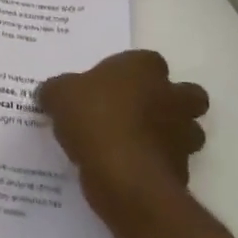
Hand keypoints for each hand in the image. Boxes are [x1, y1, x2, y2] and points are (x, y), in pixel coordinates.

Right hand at [37, 51, 207, 224]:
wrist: (123, 176)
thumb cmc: (94, 119)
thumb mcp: (59, 96)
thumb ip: (56, 90)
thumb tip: (49, 93)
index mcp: (144, 69)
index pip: (148, 61)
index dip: (132, 73)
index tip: (111, 86)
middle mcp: (171, 96)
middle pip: (186, 94)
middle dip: (170, 102)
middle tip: (137, 112)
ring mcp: (182, 135)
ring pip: (188, 131)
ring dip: (170, 135)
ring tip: (136, 144)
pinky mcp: (183, 170)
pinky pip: (173, 163)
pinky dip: (158, 165)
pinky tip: (131, 170)